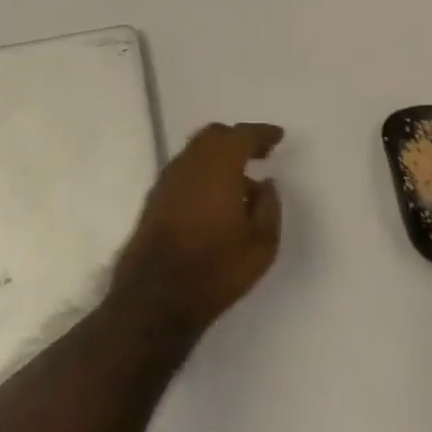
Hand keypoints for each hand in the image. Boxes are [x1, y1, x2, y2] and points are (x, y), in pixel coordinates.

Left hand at [110, 122, 284, 345]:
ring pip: (196, 152)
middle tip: (259, 153)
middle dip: (238, 140)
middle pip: (214, 136)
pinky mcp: (154, 199)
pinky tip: (215, 198)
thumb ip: (269, 207)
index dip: (261, 133)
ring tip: (240, 182)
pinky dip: (203, 172)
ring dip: (218, 157)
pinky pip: (184, 171)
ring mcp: (167, 180)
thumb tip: (265, 184)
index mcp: (218, 166)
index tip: (277, 137)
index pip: (242, 135)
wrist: (155, 298)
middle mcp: (189, 164)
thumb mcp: (261, 244)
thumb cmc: (216, 268)